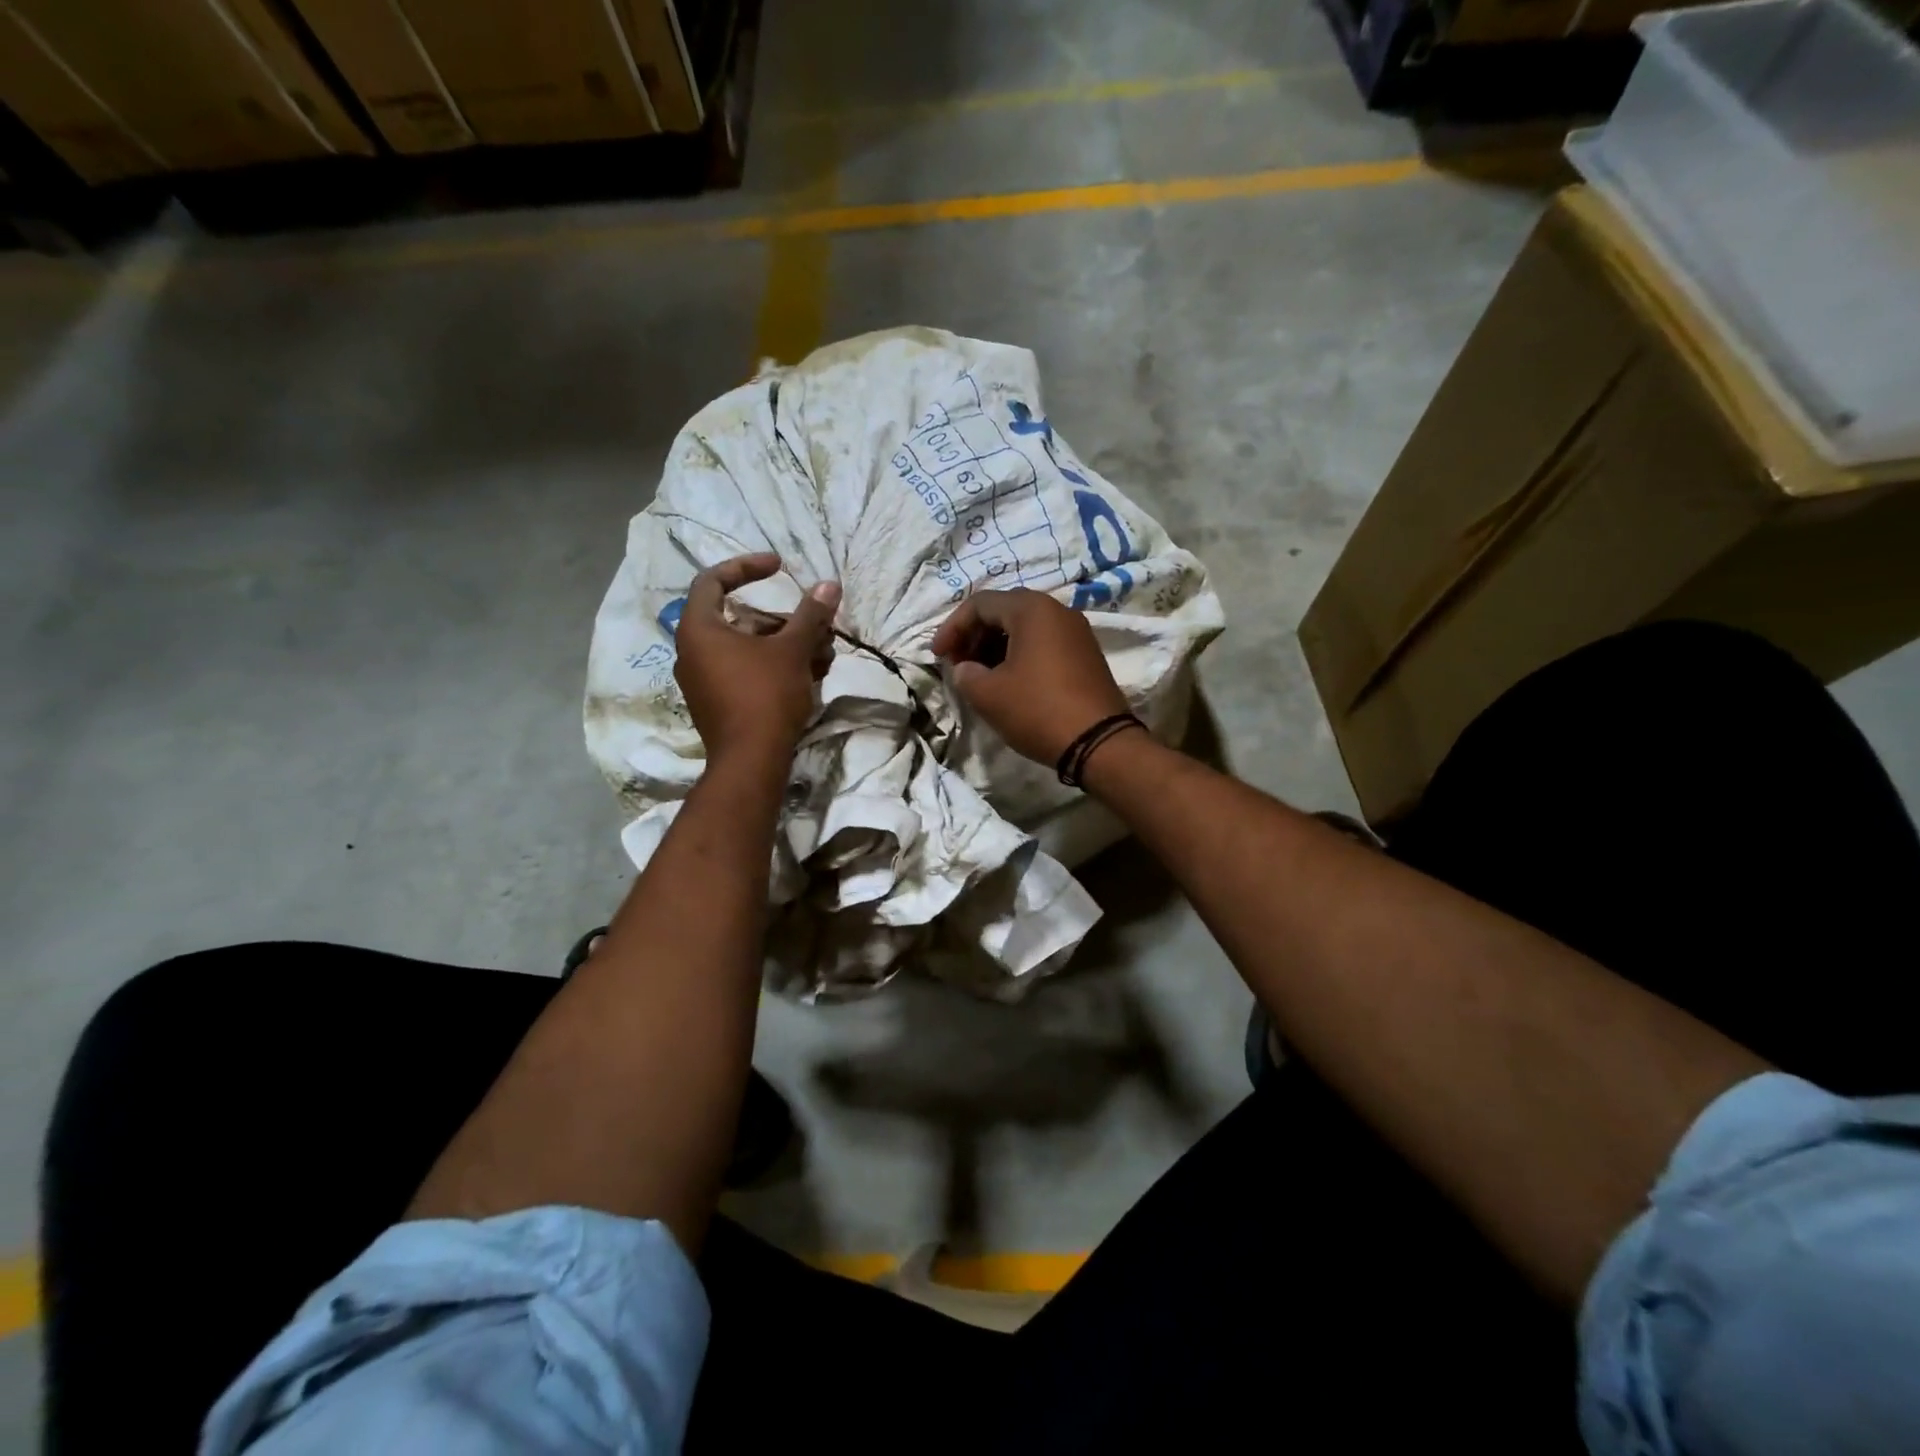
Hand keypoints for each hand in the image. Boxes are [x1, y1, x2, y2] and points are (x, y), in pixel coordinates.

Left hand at [676, 553, 840, 764]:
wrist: (751, 762)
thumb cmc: (765, 695)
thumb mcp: (792, 650)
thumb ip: (810, 615)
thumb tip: (829, 585)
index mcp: (698, 629)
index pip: (712, 581)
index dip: (747, 567)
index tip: (779, 567)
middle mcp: (693, 652)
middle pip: (743, 620)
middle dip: (787, 621)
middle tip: (819, 626)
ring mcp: (704, 681)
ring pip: (751, 649)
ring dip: (789, 646)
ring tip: (826, 656)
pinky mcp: (719, 704)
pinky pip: (747, 672)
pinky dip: (776, 667)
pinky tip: (812, 676)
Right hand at [931, 588, 1128, 765]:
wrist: (1099, 743)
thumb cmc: (1037, 710)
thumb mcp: (988, 694)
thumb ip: (965, 674)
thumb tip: (965, 669)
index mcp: (1032, 609)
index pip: (980, 604)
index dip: (952, 628)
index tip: (937, 656)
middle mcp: (1057, 610)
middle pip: (1004, 610)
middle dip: (974, 635)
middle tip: (957, 663)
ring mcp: (1076, 632)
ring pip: (1025, 627)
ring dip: (996, 646)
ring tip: (979, 675)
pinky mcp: (1086, 655)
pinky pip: (1044, 643)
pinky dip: (1020, 654)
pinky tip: (1008, 681)